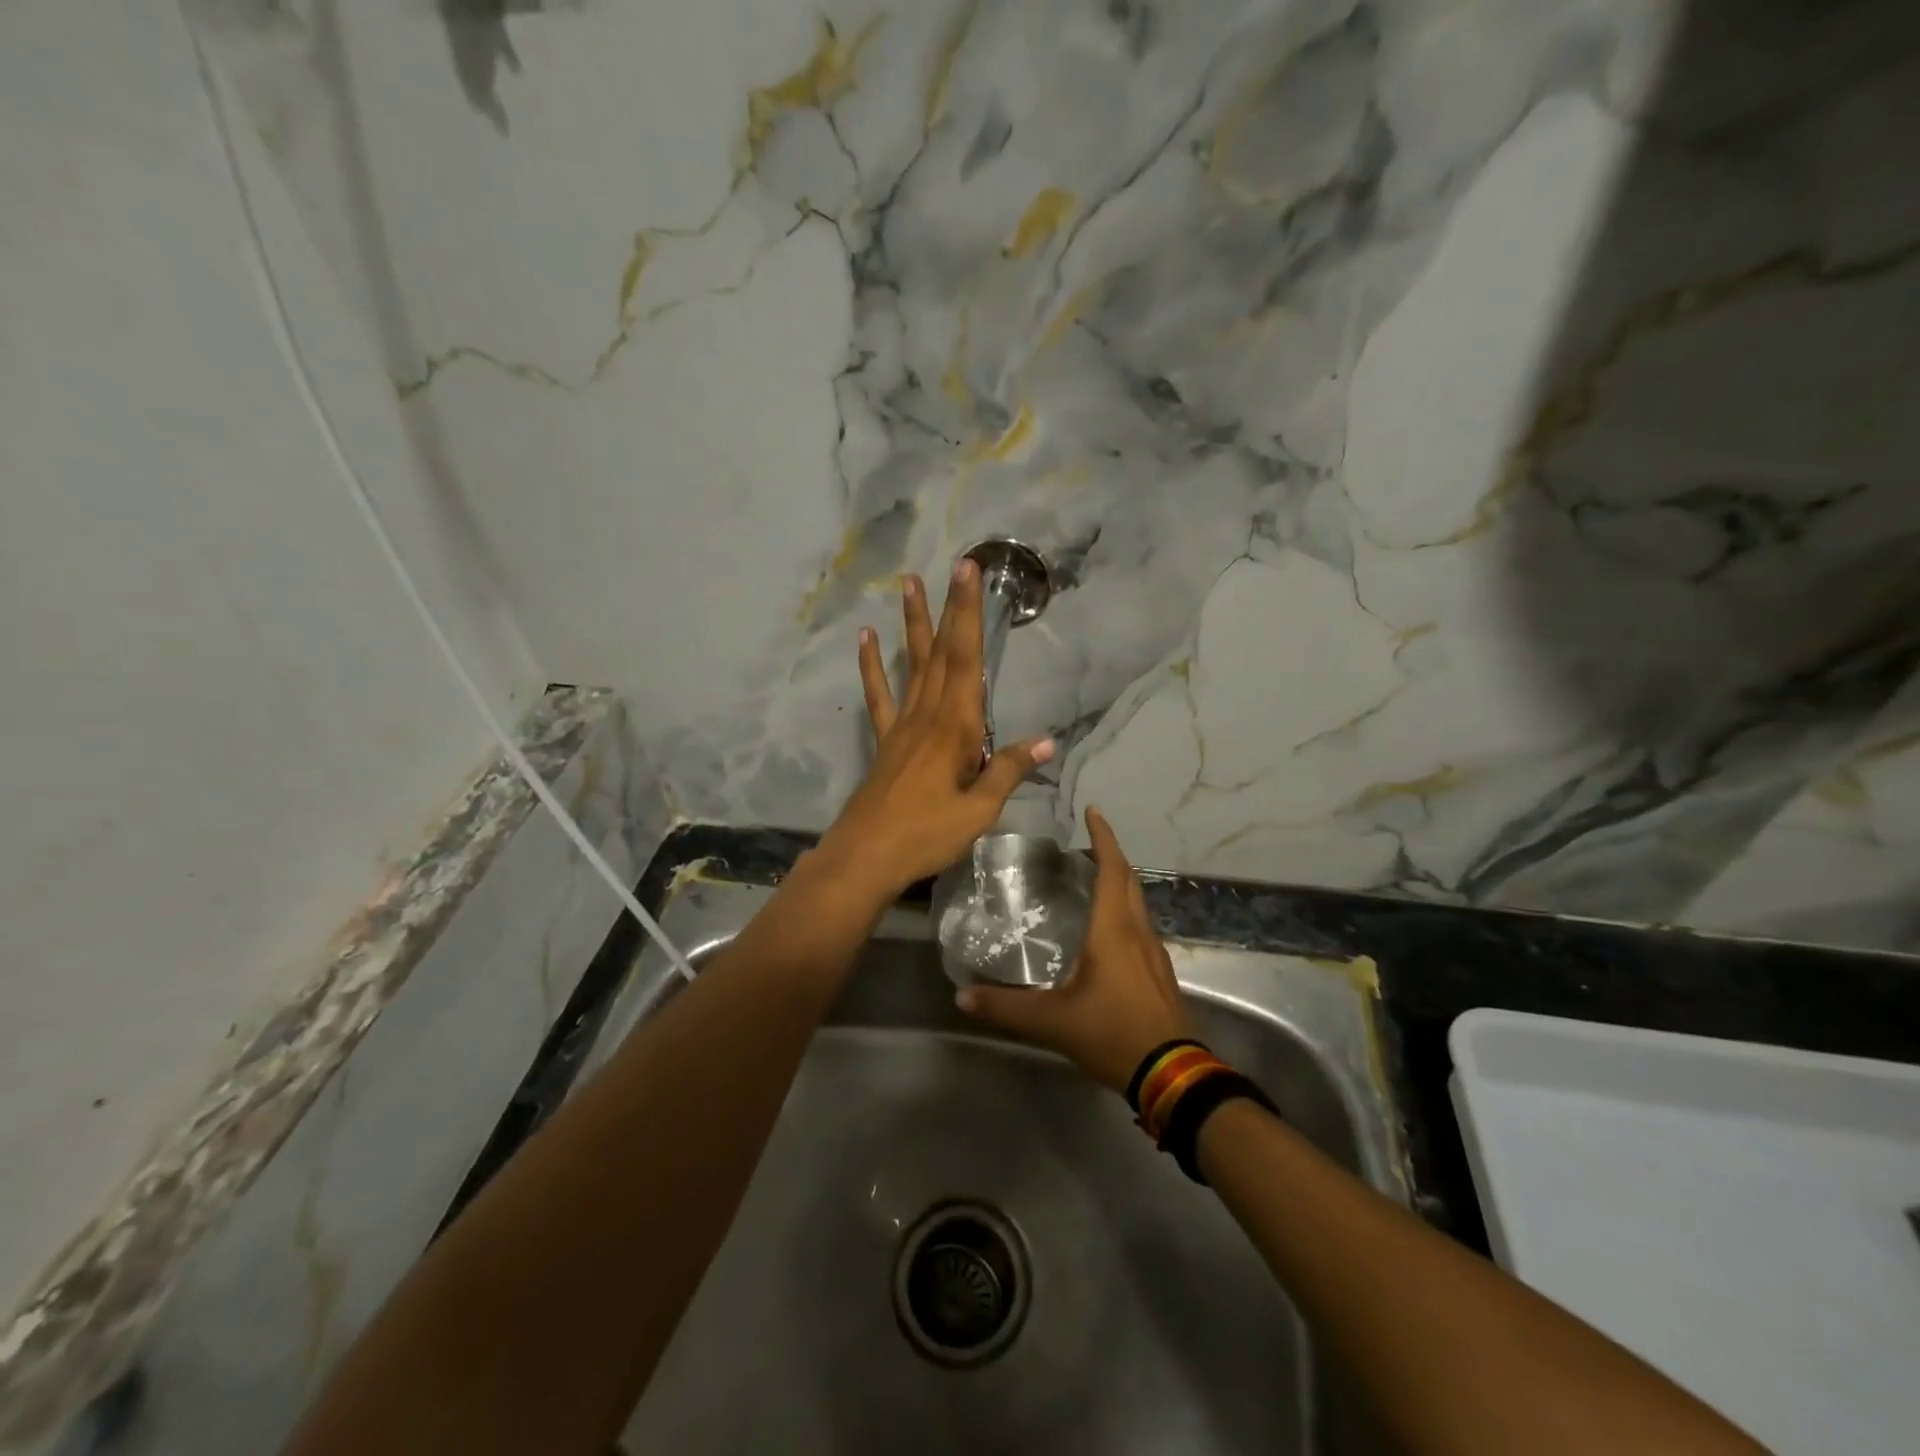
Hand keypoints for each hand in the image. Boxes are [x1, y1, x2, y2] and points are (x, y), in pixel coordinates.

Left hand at [812, 561, 1054, 902]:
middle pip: (942, 652)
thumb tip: (1046, 741)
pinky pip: (879, 696)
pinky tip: (865, 640)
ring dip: (912, 624)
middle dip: (951, 607)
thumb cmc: (927, 834)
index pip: (967, 659)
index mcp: (955, 726)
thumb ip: (1007, 770)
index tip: (970, 573)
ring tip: (908, 583)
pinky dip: (872, 666)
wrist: (867, 856)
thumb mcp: (979, 809)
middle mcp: (928, 715)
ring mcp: (902, 725)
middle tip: (955, 565)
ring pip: (911, 664)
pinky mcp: (885, 741)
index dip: (970, 614)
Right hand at [956, 807, 1191, 1092]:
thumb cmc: (1112, 1033)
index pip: (1112, 869)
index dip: (1104, 838)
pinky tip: (1105, 931)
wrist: (1171, 1073)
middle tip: (1081, 848)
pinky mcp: (1159, 973)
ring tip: (1088, 882)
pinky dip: (1123, 911)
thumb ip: (1005, 1007)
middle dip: (1109, 856)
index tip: (1093, 812)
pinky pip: (1140, 926)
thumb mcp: (1052, 1021)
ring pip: (1137, 903)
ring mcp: (1153, 953)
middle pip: (1128, 880)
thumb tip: (962, 995)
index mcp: (1114, 930)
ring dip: (1117, 883)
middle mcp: (1138, 932)